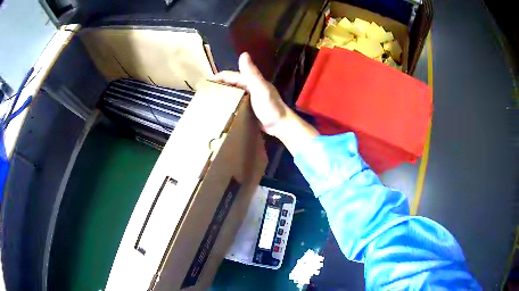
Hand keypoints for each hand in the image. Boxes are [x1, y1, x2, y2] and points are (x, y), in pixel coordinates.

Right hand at [213, 53, 289, 136]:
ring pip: (234, 94)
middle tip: (206, 94)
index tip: (206, 83)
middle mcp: (251, 88)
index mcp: (252, 81)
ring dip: (224, 95)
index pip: (232, 76)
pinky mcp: (250, 109)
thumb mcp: (260, 88)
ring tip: (211, 102)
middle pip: (232, 84)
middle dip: (220, 86)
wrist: (280, 125)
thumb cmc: (270, 107)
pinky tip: (223, 110)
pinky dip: (229, 104)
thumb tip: (243, 54)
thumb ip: (251, 73)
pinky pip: (237, 104)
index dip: (219, 77)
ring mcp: (251, 99)